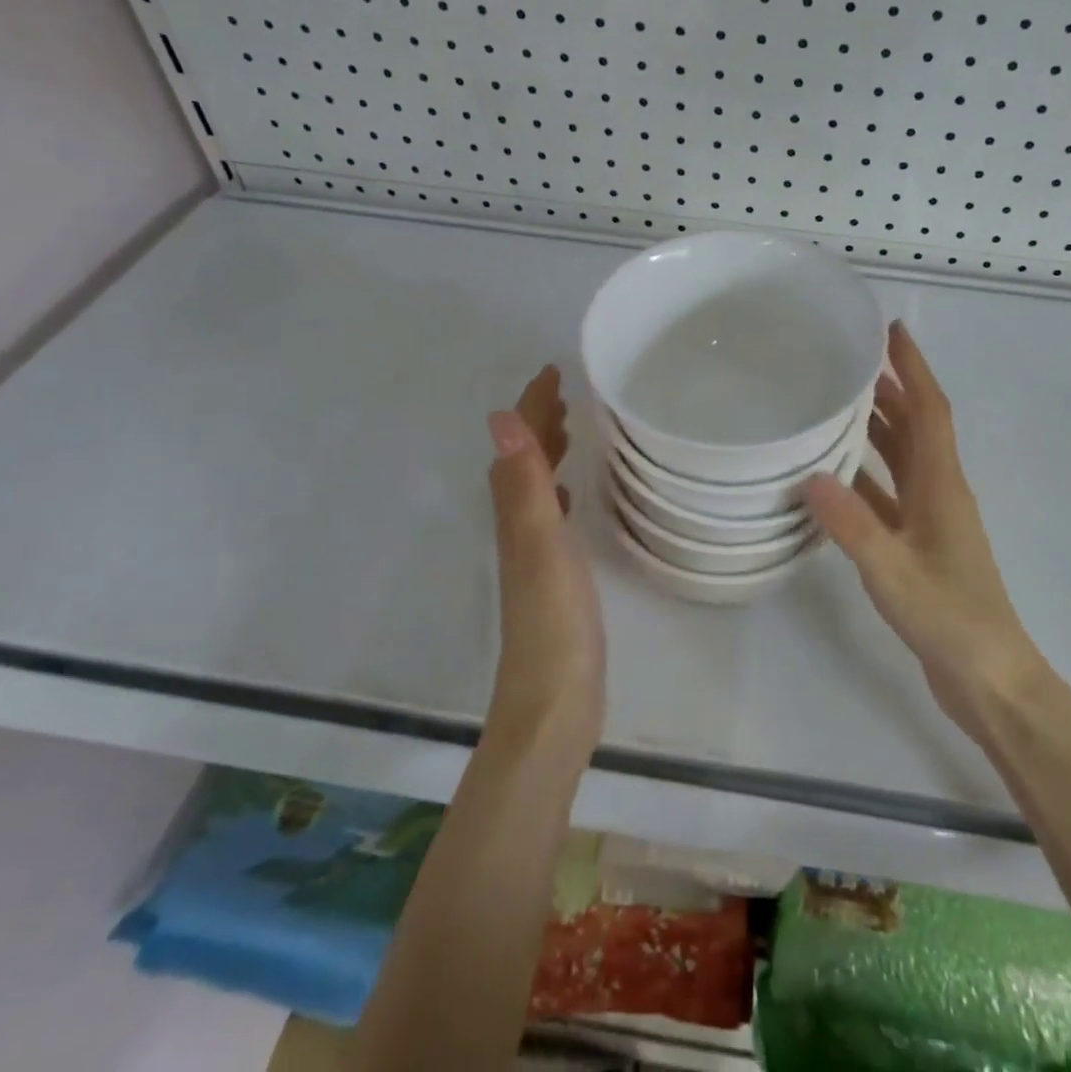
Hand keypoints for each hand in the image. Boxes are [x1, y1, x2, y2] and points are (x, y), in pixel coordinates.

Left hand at [484, 366, 603, 750]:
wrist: (555, 701)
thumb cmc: (555, 620)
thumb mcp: (541, 544)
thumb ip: (524, 483)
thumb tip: (500, 417)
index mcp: (517, 514)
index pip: (520, 446)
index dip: (533, 406)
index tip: (552, 371)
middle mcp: (519, 528)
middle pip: (523, 463)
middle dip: (538, 423)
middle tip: (562, 393)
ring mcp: (534, 555)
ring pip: (535, 488)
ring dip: (546, 454)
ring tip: (568, 431)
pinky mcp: (553, 578)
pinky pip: (549, 517)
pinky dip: (556, 492)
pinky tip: (570, 496)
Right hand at [804, 322, 1042, 733]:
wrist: (990, 680)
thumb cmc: (949, 619)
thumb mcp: (893, 571)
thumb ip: (852, 525)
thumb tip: (810, 476)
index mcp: (943, 486)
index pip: (930, 411)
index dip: (914, 369)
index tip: (893, 331)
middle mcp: (940, 493)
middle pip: (917, 428)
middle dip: (891, 390)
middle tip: (853, 362)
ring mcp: (932, 522)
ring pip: (903, 461)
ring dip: (879, 430)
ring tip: (841, 406)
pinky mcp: (920, 547)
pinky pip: (890, 497)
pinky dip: (867, 479)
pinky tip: (834, 478)